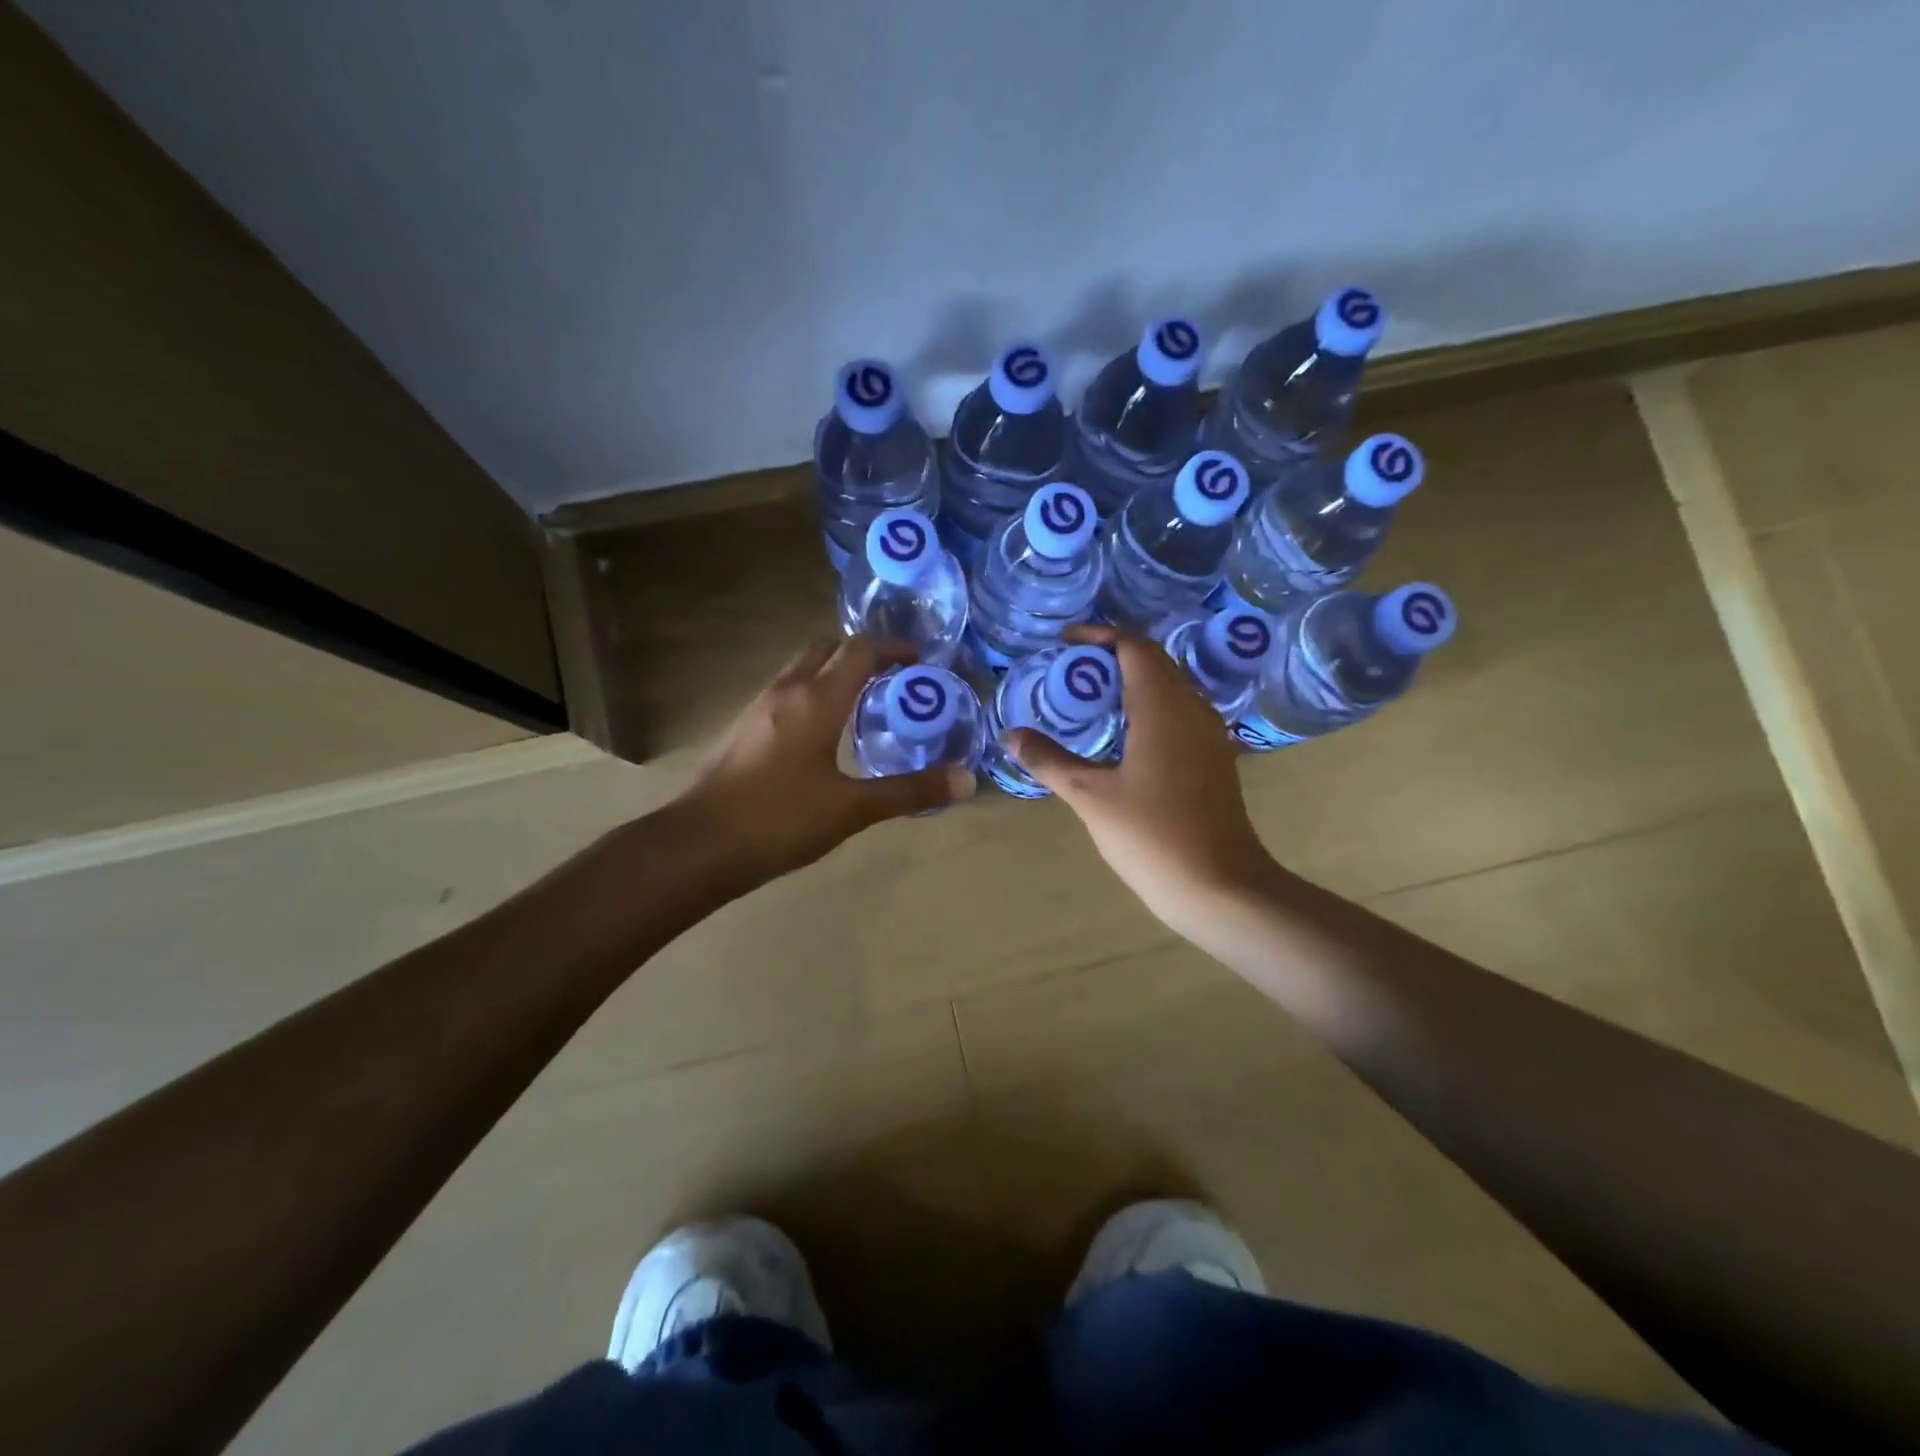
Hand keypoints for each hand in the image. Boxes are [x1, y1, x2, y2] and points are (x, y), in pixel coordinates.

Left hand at [674, 634, 974, 886]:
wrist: (697, 845)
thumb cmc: (779, 821)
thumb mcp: (851, 809)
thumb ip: (909, 792)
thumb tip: (966, 780)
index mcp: (817, 699)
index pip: (860, 650)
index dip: (893, 648)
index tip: (920, 661)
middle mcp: (786, 690)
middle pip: (826, 647)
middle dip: (861, 653)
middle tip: (893, 678)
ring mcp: (758, 707)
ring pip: (802, 668)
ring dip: (833, 671)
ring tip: (864, 703)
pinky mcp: (742, 728)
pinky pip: (785, 692)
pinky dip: (812, 693)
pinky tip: (823, 734)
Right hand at [1004, 625, 1273, 939]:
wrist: (1220, 886)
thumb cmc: (1152, 835)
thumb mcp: (1091, 796)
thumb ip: (1050, 760)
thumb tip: (1013, 735)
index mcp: (1163, 706)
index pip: (1134, 646)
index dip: (1099, 636)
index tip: (1065, 643)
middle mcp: (1192, 708)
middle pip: (1153, 661)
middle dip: (1112, 656)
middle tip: (1070, 672)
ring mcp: (1209, 734)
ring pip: (1169, 687)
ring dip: (1131, 682)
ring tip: (1090, 700)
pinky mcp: (1214, 758)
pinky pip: (1179, 713)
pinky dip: (1148, 708)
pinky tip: (1123, 737)